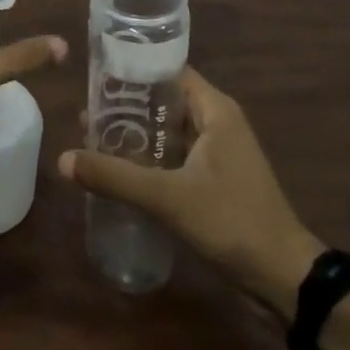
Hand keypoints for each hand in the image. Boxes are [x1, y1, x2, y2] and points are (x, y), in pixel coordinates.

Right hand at [59, 68, 323, 313]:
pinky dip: (147, 157)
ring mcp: (217, 152)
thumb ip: (115, 177)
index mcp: (214, 109)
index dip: (132, 69)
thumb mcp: (169, 197)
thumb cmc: (233, 222)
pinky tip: (117, 169)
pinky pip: (172, 155)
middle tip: (85, 110)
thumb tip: (63, 159)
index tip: (94, 74)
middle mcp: (217, 122)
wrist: (286, 281)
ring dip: (134, 133)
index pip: (167, 70)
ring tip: (91, 136)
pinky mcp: (214, 180)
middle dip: (125, 105)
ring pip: (166, 130)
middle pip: (163, 99)